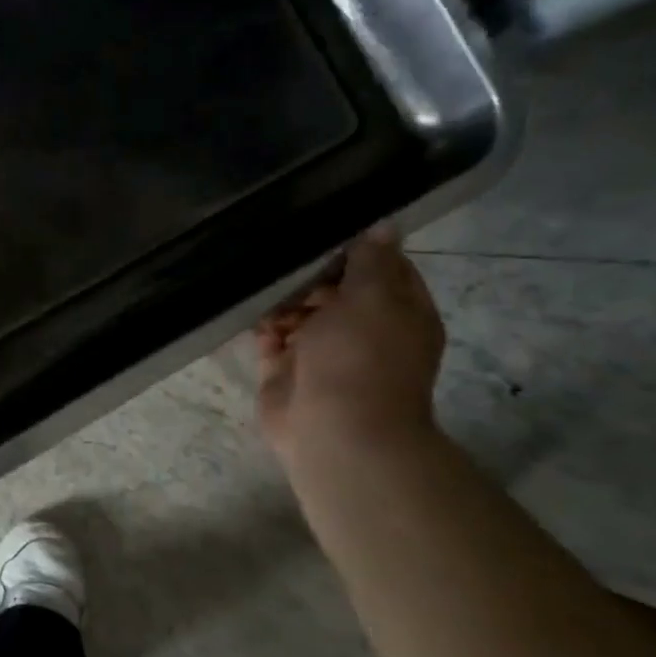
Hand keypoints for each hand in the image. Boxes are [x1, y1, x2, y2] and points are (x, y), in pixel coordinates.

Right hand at [251, 226, 444, 465]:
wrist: (334, 431)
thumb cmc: (360, 357)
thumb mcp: (373, 297)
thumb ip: (372, 260)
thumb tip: (386, 225)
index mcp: (399, 313)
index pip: (384, 268)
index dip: (357, 250)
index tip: (323, 232)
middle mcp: (363, 332)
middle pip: (335, 290)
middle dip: (309, 277)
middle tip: (285, 264)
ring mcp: (323, 354)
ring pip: (300, 314)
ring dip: (282, 303)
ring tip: (266, 294)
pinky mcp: (287, 372)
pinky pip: (272, 341)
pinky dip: (264, 330)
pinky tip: (256, 320)